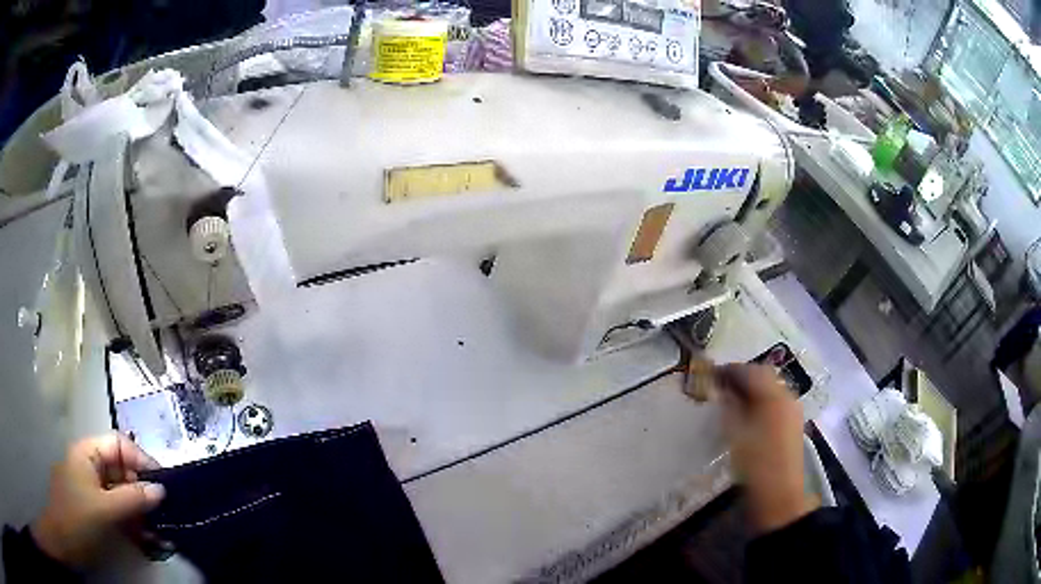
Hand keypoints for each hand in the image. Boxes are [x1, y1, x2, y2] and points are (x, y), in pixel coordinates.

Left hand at [31, 433, 165, 566]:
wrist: (65, 541)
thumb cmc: (78, 518)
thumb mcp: (105, 510)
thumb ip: (132, 498)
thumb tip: (161, 489)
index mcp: (87, 453)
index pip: (118, 444)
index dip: (141, 459)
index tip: (163, 483)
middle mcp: (89, 466)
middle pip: (121, 470)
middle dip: (143, 492)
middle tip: (165, 515)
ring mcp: (91, 489)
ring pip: (121, 494)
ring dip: (141, 513)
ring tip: (160, 535)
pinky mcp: (95, 510)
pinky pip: (117, 511)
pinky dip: (133, 524)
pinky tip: (147, 540)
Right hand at [716, 364, 818, 532]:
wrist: (779, 496)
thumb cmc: (755, 465)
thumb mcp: (735, 435)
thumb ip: (729, 407)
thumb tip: (722, 390)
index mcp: (773, 396)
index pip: (749, 371)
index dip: (729, 370)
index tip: (711, 374)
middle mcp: (787, 397)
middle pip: (763, 375)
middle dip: (742, 376)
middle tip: (721, 385)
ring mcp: (793, 410)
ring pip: (771, 388)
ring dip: (752, 388)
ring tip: (732, 399)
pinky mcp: (794, 424)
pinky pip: (777, 401)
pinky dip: (762, 400)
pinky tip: (749, 413)